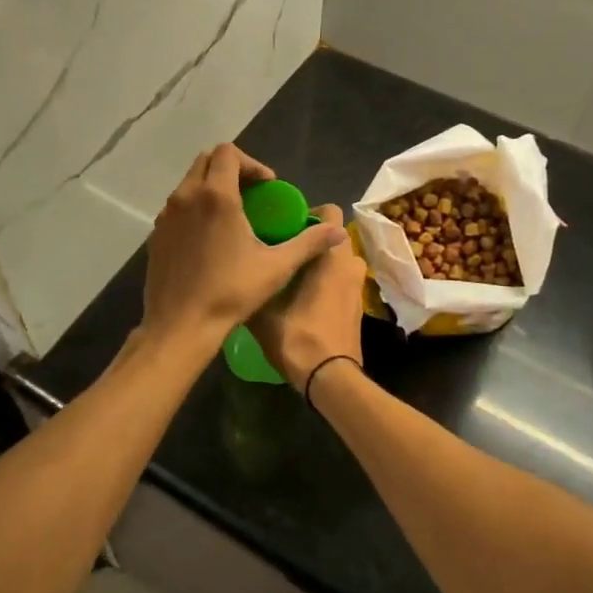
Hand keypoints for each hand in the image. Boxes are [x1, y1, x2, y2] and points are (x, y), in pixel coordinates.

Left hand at [142, 144, 346, 347]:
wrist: (180, 325)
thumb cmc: (230, 292)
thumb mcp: (276, 267)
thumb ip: (308, 243)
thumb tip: (337, 230)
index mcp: (216, 196)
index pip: (228, 152)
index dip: (252, 163)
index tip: (268, 187)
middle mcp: (187, 196)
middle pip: (207, 160)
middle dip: (232, 169)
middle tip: (253, 194)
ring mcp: (167, 215)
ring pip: (190, 182)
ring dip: (212, 187)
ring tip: (233, 215)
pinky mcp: (157, 233)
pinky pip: (178, 206)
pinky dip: (195, 207)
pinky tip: (210, 238)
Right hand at [248, 204, 367, 393]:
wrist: (330, 379)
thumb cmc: (299, 338)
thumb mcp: (264, 312)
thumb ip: (253, 287)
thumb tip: (234, 277)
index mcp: (331, 257)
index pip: (331, 213)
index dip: (309, 213)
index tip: (285, 225)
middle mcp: (350, 265)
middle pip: (334, 237)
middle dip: (312, 239)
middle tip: (283, 249)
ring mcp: (358, 287)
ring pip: (339, 260)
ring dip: (321, 262)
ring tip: (292, 273)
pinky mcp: (358, 307)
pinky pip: (343, 281)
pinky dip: (328, 282)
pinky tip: (304, 297)